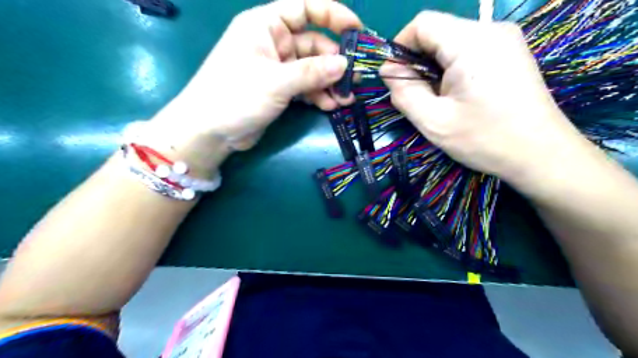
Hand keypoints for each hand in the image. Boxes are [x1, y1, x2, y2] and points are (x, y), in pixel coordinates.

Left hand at [153, 0, 360, 151]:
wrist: (210, 131)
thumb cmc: (235, 96)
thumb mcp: (276, 81)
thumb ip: (312, 72)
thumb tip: (344, 65)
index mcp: (266, 25)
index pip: (305, 9)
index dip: (333, 15)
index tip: (357, 31)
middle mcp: (273, 43)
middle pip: (313, 44)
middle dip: (334, 62)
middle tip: (354, 79)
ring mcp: (277, 68)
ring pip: (311, 69)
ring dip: (329, 83)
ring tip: (345, 98)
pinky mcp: (279, 89)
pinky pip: (304, 87)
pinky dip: (317, 95)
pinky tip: (330, 106)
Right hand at [378, 11, 581, 184]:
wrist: (540, 154)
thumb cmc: (485, 139)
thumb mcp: (433, 121)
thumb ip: (404, 92)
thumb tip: (389, 70)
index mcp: (471, 42)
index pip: (422, 24)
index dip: (400, 47)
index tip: (396, 78)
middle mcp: (490, 30)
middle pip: (437, 32)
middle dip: (417, 61)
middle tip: (416, 96)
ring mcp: (504, 39)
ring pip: (451, 42)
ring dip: (433, 68)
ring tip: (437, 99)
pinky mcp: (509, 52)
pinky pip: (468, 50)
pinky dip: (451, 69)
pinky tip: (456, 95)